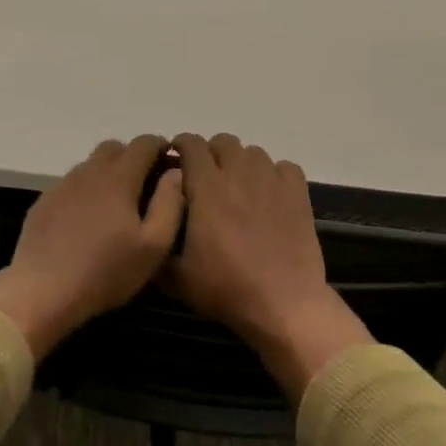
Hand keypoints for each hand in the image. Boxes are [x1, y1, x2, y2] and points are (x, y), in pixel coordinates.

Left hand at [0, 135, 184, 357]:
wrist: (43, 290)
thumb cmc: (106, 271)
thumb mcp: (153, 246)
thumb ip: (169, 204)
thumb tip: (175, 173)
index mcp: (118, 178)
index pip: (144, 144)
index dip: (160, 146)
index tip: (170, 161)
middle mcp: (88, 172)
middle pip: (114, 147)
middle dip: (133, 156)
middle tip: (145, 183)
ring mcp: (62, 186)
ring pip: (90, 165)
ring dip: (108, 173)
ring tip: (117, 204)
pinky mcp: (44, 202)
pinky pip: (71, 185)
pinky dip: (86, 191)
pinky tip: (87, 220)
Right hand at [165, 133, 370, 402]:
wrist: (283, 304)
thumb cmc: (226, 288)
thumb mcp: (176, 278)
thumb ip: (158, 243)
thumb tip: (148, 225)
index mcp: (206, 187)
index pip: (191, 144)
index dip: (180, 146)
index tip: (175, 161)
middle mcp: (239, 174)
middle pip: (223, 142)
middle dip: (210, 153)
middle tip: (206, 177)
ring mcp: (272, 181)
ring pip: (253, 152)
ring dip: (241, 163)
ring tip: (238, 186)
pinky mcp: (298, 194)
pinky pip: (284, 167)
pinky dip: (274, 174)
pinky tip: (269, 194)